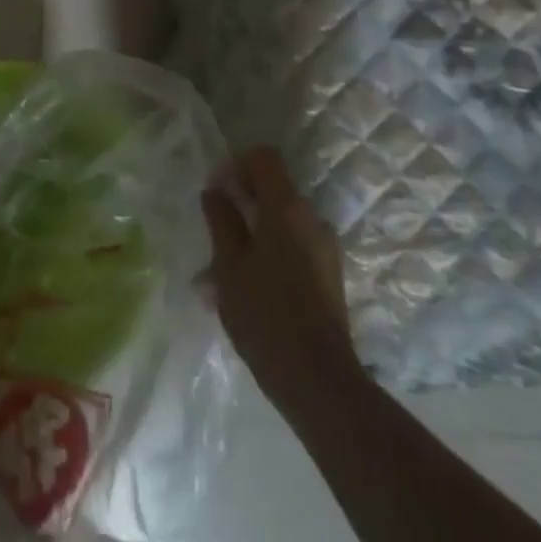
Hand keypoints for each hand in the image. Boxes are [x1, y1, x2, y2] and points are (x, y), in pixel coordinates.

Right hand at [201, 147, 362, 413]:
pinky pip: (292, 248)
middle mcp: (312, 219)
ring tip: (219, 272)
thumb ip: (221, 221)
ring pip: (280, 224)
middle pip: (273, 191)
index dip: (237, 164)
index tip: (217, 189)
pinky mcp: (328, 276)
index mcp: (287, 208)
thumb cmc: (265, 315)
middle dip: (241, 203)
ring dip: (251, 234)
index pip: (264, 158)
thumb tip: (215, 191)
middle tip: (212, 231)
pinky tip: (244, 290)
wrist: (319, 382)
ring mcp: (324, 249)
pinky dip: (268, 254)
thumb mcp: (228, 265)